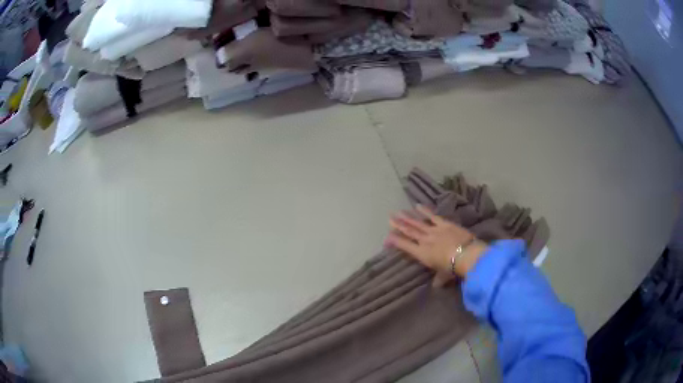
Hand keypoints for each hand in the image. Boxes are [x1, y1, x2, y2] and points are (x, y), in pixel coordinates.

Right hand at [385, 205, 487, 285]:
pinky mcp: (445, 224)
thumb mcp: (443, 276)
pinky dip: (425, 211)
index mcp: (422, 254)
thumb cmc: (453, 268)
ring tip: (398, 212)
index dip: (395, 241)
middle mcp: (425, 240)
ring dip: (408, 217)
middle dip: (398, 225)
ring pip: (418, 223)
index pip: (405, 246)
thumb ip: (438, 279)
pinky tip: (417, 206)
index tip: (387, 238)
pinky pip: (433, 216)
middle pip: (409, 231)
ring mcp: (434, 230)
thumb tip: (436, 286)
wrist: (466, 255)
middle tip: (390, 218)